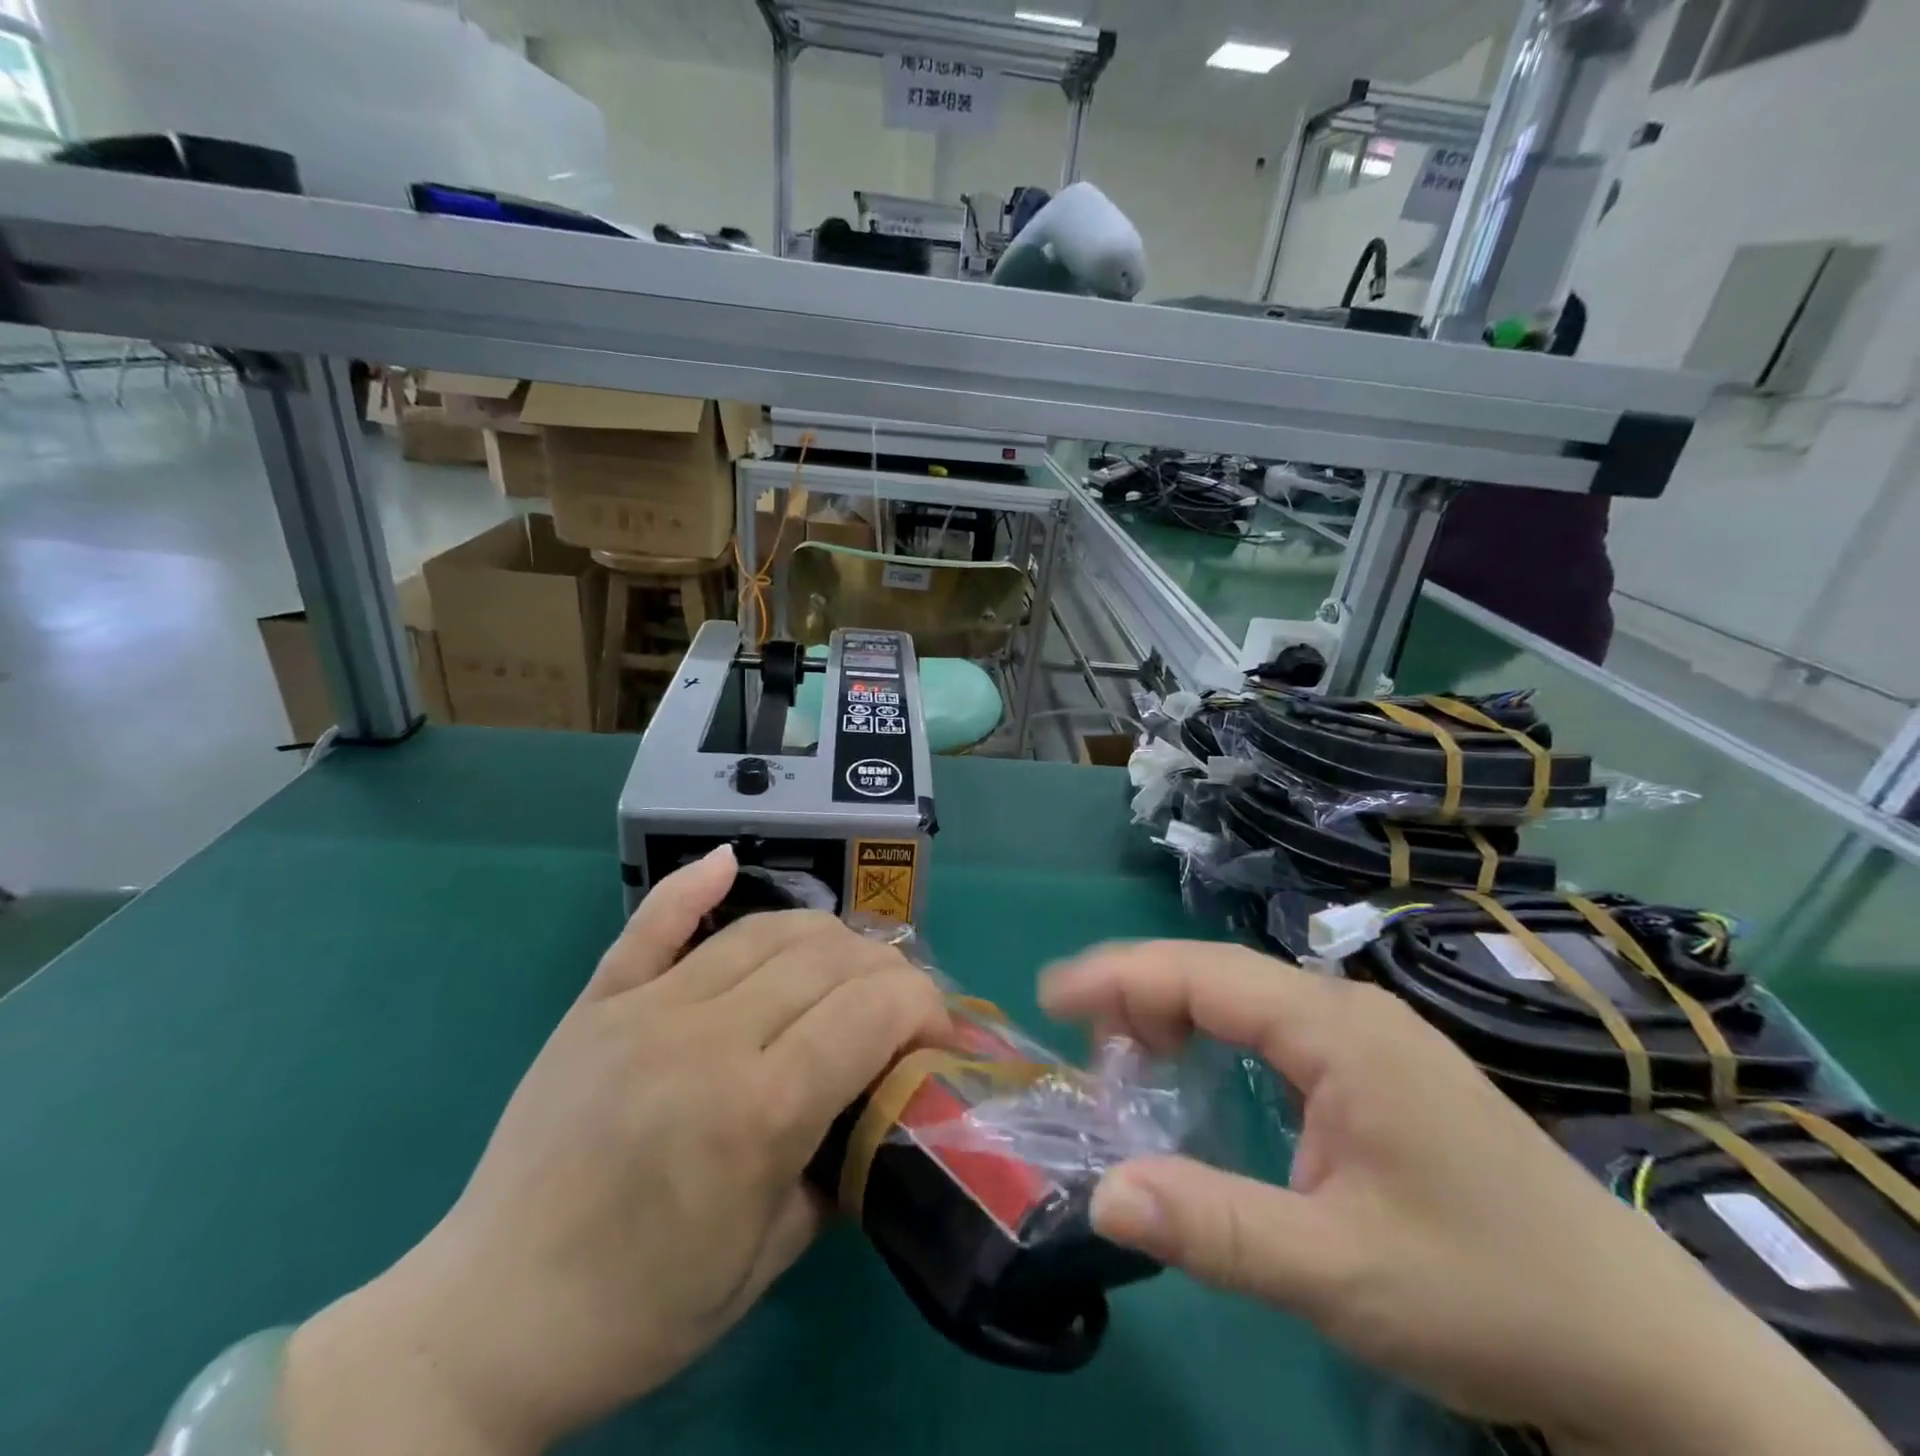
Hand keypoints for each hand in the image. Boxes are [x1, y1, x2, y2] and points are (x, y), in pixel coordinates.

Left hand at [280, 847, 947, 1455]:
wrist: (489, 1320)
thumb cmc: (643, 1309)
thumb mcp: (771, 1256)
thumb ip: (840, 1160)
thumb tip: (882, 1097)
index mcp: (757, 1111)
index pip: (873, 1009)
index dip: (925, 1004)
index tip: (939, 1031)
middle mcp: (707, 1038)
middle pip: (827, 958)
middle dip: (886, 970)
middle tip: (901, 1003)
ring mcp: (646, 1009)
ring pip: (763, 931)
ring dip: (825, 936)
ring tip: (846, 966)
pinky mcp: (597, 1002)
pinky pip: (653, 924)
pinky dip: (693, 885)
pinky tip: (727, 861)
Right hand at [1041, 942, 1891, 1455]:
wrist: (1656, 1355)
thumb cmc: (1496, 1301)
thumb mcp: (1341, 1273)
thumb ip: (1215, 1228)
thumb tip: (1101, 1195)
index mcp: (1339, 1031)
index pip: (1203, 974)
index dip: (1120, 976)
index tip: (1051, 995)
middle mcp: (1351, 1012)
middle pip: (1219, 975)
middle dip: (1139, 995)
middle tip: (1083, 1046)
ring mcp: (1372, 1038)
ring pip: (1246, 998)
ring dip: (1177, 1015)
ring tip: (1128, 1062)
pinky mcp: (1383, 1072)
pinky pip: (1276, 1029)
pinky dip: (1218, 1039)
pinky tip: (1202, 1075)